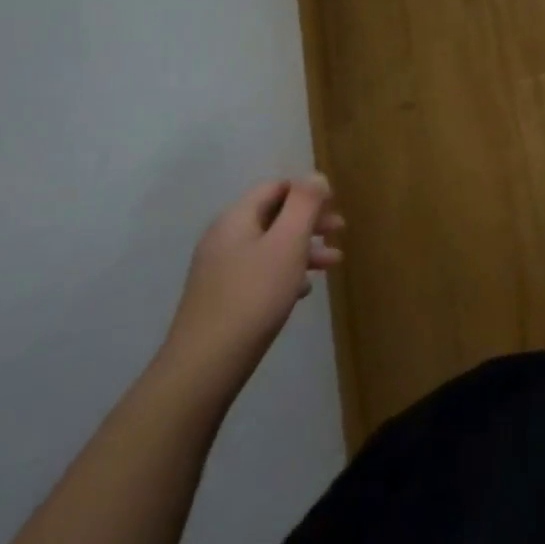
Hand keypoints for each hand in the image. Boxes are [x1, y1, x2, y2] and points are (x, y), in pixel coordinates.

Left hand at [160, 175, 343, 389]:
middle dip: (310, 221)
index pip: (275, 186)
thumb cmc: (253, 297)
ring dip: (303, 248)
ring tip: (332, 264)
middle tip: (340, 232)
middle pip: (273, 215)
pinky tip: (302, 291)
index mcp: (236, 218)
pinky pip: (259, 271)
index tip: (335, 206)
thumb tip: (315, 176)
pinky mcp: (220, 298)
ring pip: (269, 245)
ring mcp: (219, 269)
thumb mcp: (287, 243)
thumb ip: (304, 204)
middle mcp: (224, 237)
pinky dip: (285, 272)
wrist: (203, 368)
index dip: (307, 191)